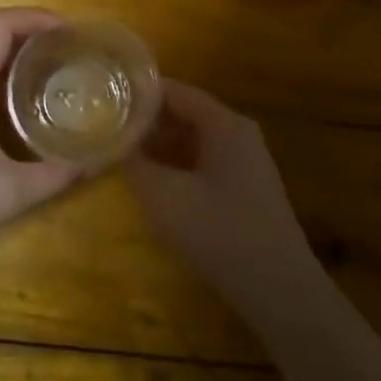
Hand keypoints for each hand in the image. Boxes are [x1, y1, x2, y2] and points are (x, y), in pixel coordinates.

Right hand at [126, 81, 324, 324]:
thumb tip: (112, 144)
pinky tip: (150, 180)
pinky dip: (175, 164)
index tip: (103, 97)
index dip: (138, 93)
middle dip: (145, 120)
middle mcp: (238, 134)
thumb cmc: (220, 232)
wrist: (277, 288)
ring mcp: (244, 162)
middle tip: (104, 125)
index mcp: (225, 124)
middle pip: (185, 113)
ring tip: (119, 150)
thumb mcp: (165, 197)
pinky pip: (202, 162)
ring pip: (192, 140)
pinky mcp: (244, 189)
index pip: (175, 91)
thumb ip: (135, 164)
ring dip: (158, 145)